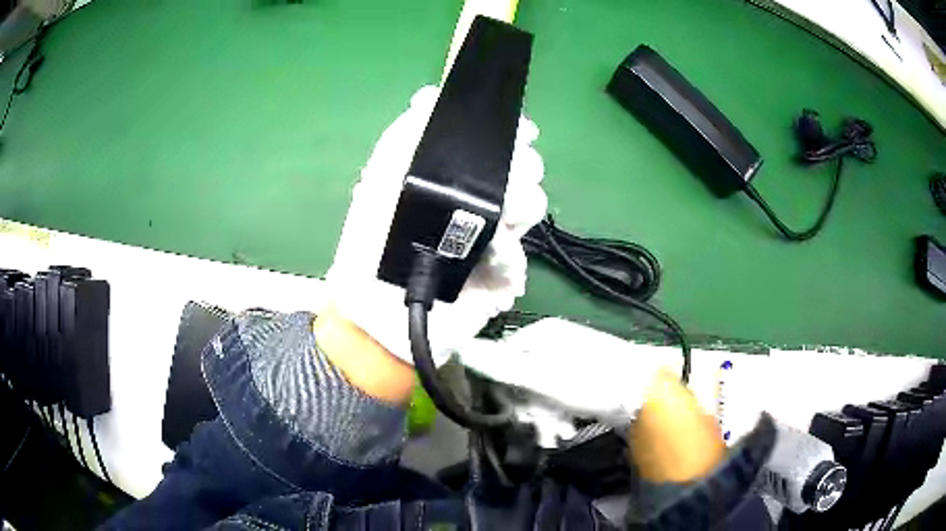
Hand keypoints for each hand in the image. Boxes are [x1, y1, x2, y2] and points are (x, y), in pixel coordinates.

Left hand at [326, 86, 546, 366]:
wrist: (380, 321)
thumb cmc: (370, 249)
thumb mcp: (378, 186)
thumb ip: (402, 139)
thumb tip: (429, 95)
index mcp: (447, 176)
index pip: (493, 143)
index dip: (512, 133)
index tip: (523, 132)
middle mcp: (474, 199)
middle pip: (523, 169)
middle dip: (521, 170)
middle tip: (505, 187)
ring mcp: (491, 235)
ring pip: (531, 206)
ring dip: (519, 211)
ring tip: (495, 230)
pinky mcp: (500, 273)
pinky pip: (522, 256)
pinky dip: (508, 259)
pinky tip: (490, 264)